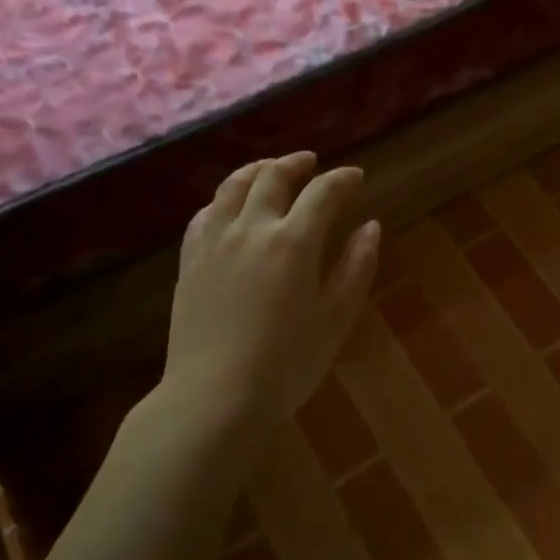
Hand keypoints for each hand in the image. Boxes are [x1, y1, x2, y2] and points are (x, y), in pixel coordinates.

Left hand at [159, 152, 379, 424]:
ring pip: (232, 187)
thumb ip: (356, 267)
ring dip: (256, 170)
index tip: (356, 176)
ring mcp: (214, 242)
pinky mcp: (189, 261)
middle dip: (296, 164)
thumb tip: (371, 226)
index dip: (342, 179)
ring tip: (270, 169)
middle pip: (272, 178)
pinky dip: (224, 199)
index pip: (323, 193)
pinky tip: (229, 207)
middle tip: (312, 162)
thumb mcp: (336, 317)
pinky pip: (205, 214)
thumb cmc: (288, 362)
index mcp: (293, 242)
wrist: (216, 396)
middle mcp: (251, 229)